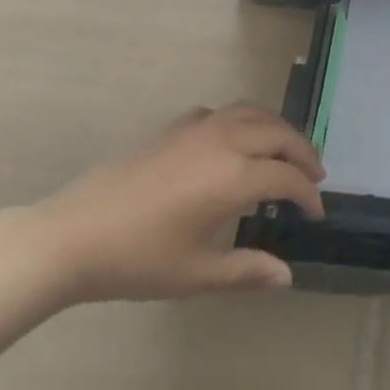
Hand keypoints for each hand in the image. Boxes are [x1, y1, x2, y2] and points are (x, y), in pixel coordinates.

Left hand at [29, 102, 325, 304]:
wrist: (73, 235)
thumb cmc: (136, 260)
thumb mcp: (195, 274)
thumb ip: (245, 270)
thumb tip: (286, 276)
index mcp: (233, 177)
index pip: (287, 178)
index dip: (308, 194)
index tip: (317, 213)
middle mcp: (225, 141)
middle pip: (279, 134)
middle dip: (303, 153)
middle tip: (315, 175)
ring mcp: (199, 127)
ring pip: (254, 113)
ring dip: (278, 129)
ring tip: (286, 150)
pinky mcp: (176, 125)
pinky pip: (224, 113)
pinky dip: (244, 121)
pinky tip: (236, 142)